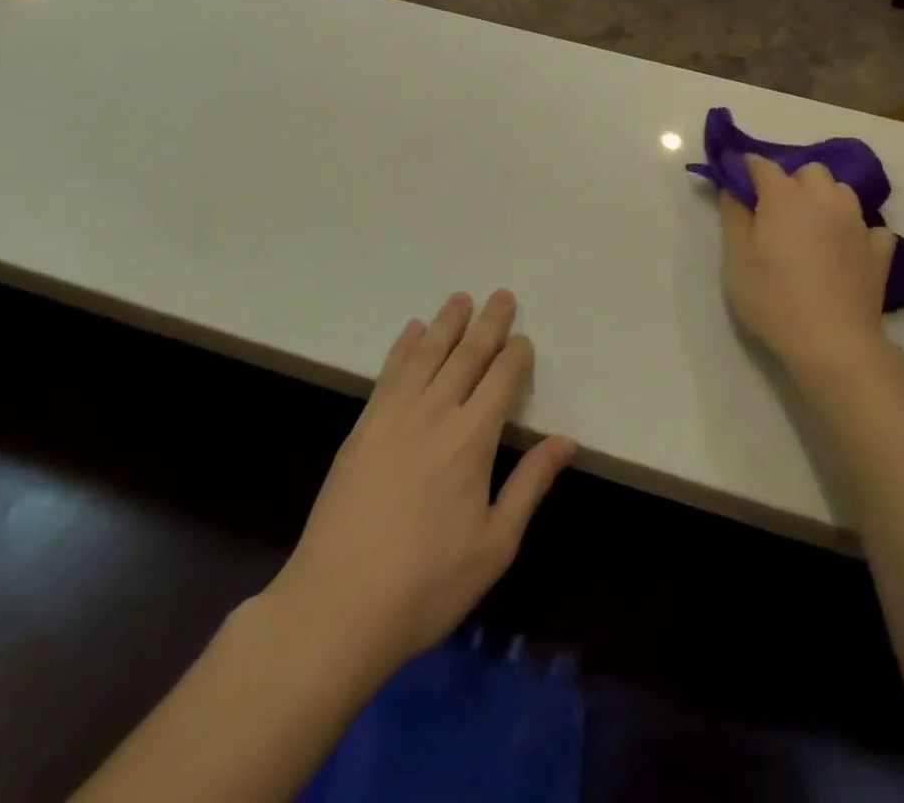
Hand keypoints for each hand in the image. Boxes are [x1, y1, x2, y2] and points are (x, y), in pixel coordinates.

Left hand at [270, 291, 575, 678]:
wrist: (336, 607)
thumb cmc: (427, 584)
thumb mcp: (495, 544)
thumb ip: (531, 484)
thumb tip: (567, 441)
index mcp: (471, 438)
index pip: (502, 379)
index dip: (516, 355)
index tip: (524, 340)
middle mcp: (434, 413)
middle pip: (467, 355)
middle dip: (488, 324)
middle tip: (502, 294)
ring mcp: (392, 416)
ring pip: (426, 354)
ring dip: (446, 323)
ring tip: (461, 298)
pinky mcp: (362, 428)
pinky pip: (388, 374)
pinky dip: (403, 347)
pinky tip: (412, 331)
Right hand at [719, 154, 895, 371]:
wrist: (832, 342)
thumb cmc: (773, 298)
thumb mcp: (736, 258)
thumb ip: (733, 214)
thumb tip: (733, 186)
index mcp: (784, 196)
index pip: (762, 165)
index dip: (746, 168)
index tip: (736, 180)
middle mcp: (824, 198)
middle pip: (809, 171)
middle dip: (792, 181)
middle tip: (777, 212)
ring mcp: (856, 222)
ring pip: (841, 192)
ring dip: (825, 199)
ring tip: (813, 228)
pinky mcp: (879, 249)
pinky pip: (869, 226)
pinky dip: (856, 230)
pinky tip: (846, 250)